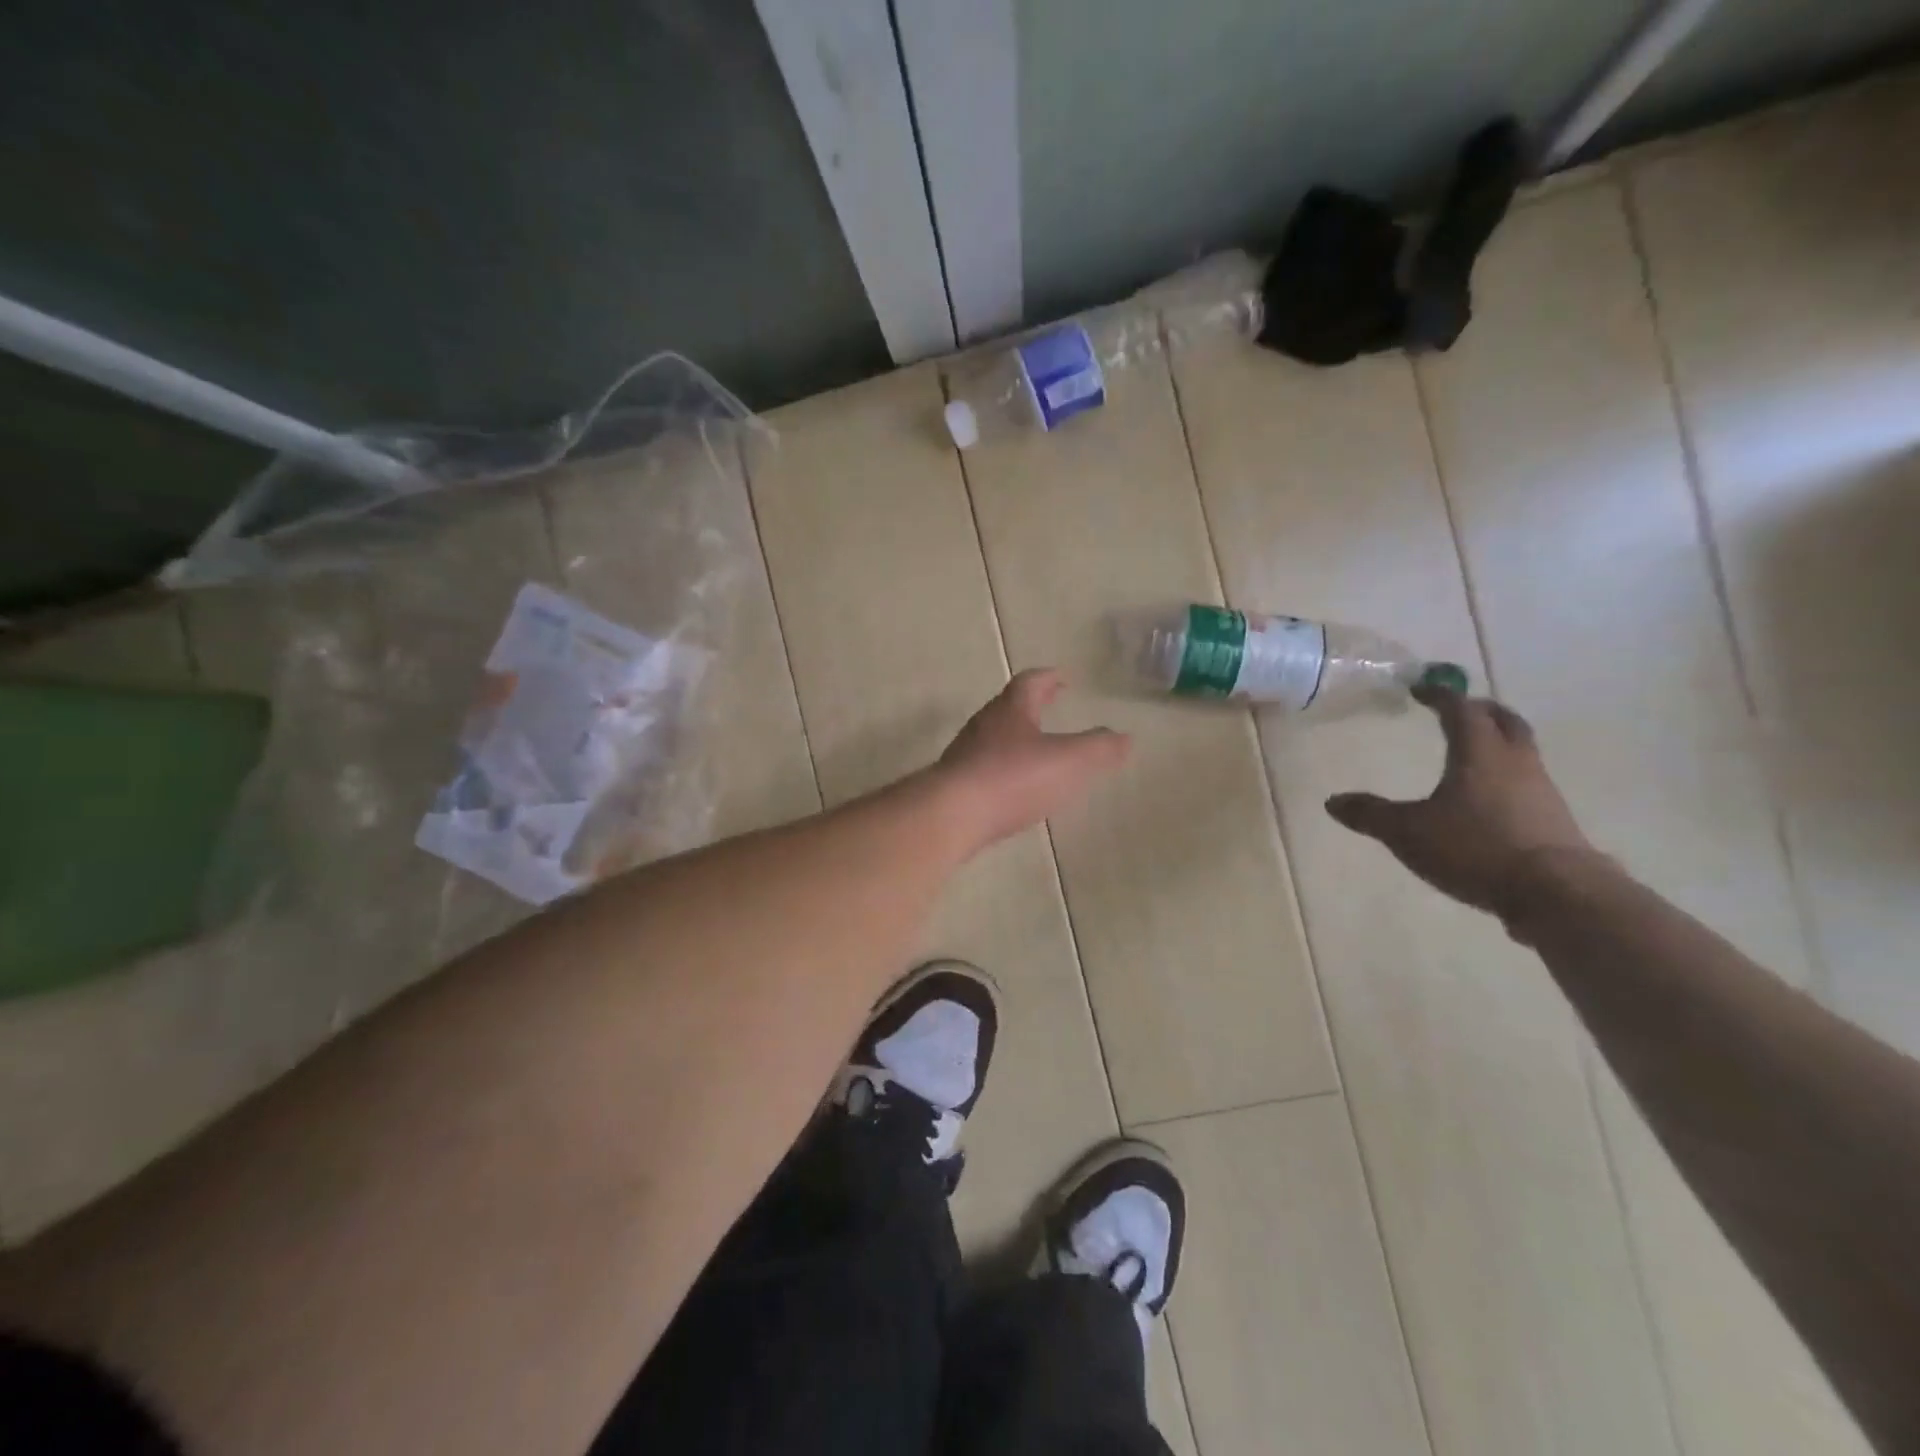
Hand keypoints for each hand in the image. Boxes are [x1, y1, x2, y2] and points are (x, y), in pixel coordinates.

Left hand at [937, 669, 1129, 852]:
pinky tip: (1012, 788)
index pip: (1031, 682)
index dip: (1049, 678)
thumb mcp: (1069, 761)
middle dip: (1031, 705)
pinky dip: (1002, 769)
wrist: (951, 815)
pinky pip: (983, 768)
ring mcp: (965, 755)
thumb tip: (1124, 738)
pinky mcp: (955, 785)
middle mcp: (984, 726)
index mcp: (1011, 710)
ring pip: (993, 737)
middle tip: (1050, 705)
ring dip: (1015, 737)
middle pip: (1008, 707)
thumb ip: (1099, 748)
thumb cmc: (1013, 778)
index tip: (1062, 677)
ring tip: (1035, 749)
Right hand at [1325, 685, 1595, 919]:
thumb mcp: (1408, 832)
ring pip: (1521, 751)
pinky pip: (1528, 783)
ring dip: (1498, 743)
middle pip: (1504, 721)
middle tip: (1459, 709)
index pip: (1460, 709)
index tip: (1420, 689)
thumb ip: (1371, 814)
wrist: (1555, 892)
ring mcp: (1541, 790)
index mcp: (1478, 753)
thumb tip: (1333, 801)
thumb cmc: (1475, 847)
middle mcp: (1514, 762)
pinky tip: (1489, 798)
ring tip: (1473, 754)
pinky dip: (1507, 777)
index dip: (1440, 695)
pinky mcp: (1553, 820)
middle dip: (1481, 710)